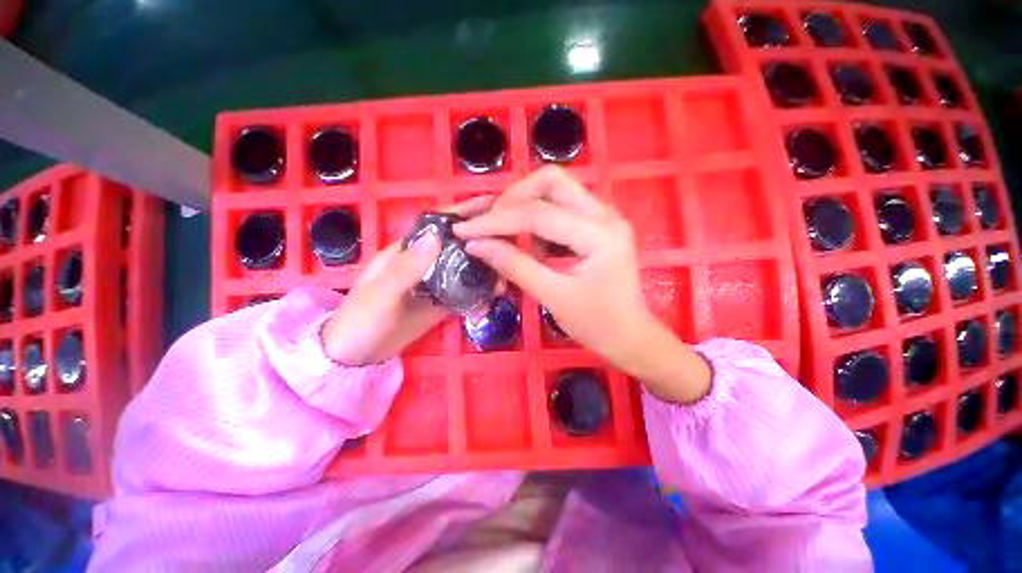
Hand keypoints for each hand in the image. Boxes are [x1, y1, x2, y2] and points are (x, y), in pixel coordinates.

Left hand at [322, 196, 493, 365]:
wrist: (355, 355)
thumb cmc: (361, 319)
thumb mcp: (381, 293)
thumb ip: (408, 267)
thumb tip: (437, 236)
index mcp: (407, 252)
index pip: (438, 226)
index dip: (462, 213)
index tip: (490, 205)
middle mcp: (425, 264)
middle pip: (458, 246)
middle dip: (482, 242)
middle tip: (510, 243)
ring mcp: (434, 285)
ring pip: (464, 270)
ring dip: (485, 271)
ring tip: (506, 276)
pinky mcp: (440, 304)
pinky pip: (464, 294)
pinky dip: (479, 294)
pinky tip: (493, 297)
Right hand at [454, 166, 710, 403]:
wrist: (630, 336)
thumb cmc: (597, 324)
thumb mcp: (553, 297)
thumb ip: (515, 266)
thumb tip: (477, 245)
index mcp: (600, 234)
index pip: (538, 214)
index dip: (497, 220)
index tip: (465, 230)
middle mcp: (605, 215)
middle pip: (551, 182)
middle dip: (513, 198)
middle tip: (490, 223)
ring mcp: (604, 217)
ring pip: (556, 191)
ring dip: (524, 206)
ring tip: (504, 233)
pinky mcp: (597, 226)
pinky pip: (561, 208)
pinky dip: (538, 220)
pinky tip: (528, 243)